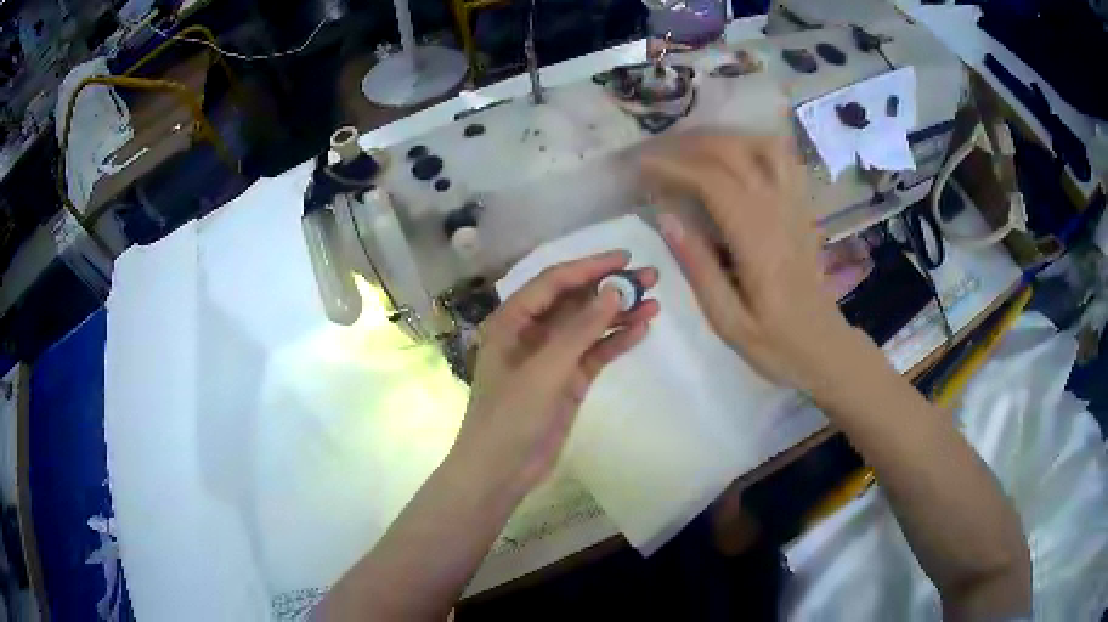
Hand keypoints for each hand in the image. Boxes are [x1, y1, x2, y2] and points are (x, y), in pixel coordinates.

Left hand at [452, 252, 659, 496]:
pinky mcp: (567, 380)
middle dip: (610, 288)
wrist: (500, 470)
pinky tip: (641, 330)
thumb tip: (614, 291)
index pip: (554, 281)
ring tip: (654, 303)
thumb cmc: (510, 417)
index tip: (625, 257)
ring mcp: (551, 357)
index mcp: (512, 320)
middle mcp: (531, 332)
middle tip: (651, 277)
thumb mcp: (544, 371)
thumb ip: (579, 330)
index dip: (589, 266)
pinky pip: (594, 353)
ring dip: (618, 314)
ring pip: (588, 327)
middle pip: (575, 301)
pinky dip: (615, 342)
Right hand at [643, 134, 871, 395]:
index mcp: (757, 242)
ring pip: (763, 146)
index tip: (642, 168)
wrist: (825, 348)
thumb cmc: (775, 344)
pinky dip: (756, 147)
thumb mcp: (728, 322)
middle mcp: (779, 213)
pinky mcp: (803, 209)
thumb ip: (698, 268)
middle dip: (691, 147)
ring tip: (696, 153)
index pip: (712, 182)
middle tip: (660, 158)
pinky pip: (785, 160)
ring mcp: (796, 207)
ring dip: (726, 140)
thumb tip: (666, 217)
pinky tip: (737, 158)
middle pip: (735, 153)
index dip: (674, 167)